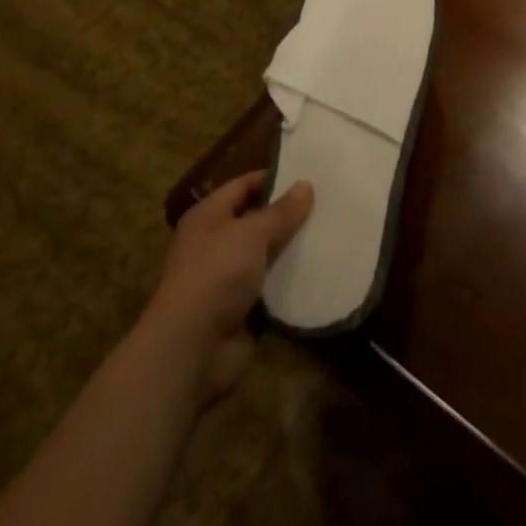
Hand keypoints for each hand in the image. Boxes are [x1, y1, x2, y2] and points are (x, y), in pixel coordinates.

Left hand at [147, 170, 312, 399]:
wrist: (192, 349)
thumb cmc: (216, 276)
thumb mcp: (252, 234)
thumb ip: (281, 211)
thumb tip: (305, 185)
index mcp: (208, 216)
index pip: (244, 185)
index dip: (274, 178)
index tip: (310, 175)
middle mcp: (216, 243)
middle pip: (257, 220)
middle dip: (289, 214)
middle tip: (328, 203)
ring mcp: (228, 278)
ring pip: (268, 255)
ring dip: (293, 249)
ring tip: (332, 233)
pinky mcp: (243, 308)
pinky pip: (272, 287)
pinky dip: (291, 281)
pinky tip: (321, 270)